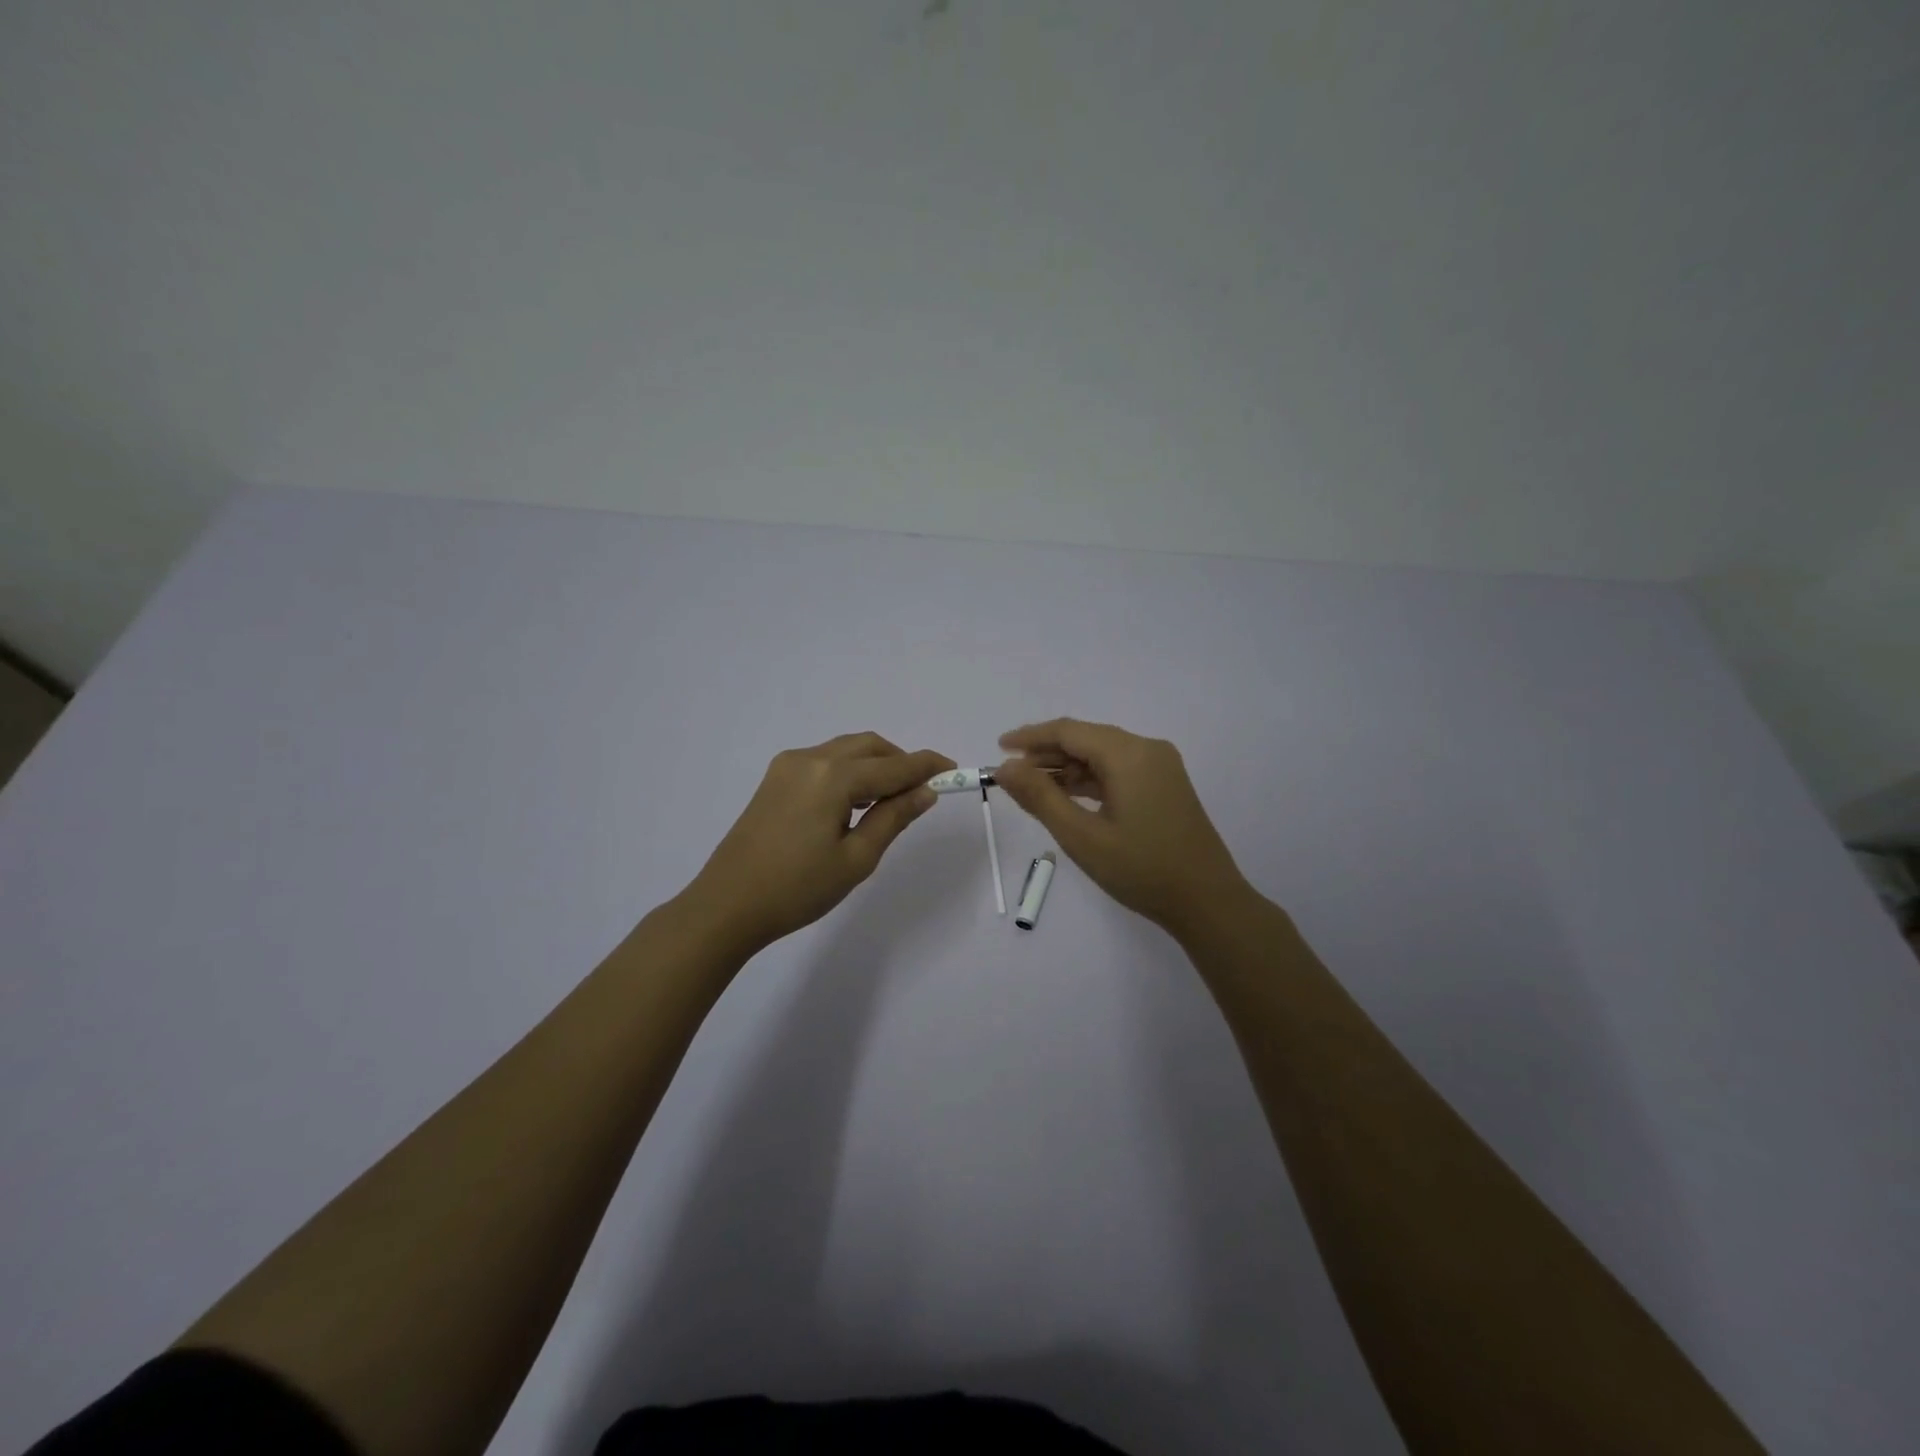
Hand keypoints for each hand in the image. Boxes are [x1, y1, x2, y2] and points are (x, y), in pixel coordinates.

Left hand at [681, 734, 953, 955]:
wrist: (727, 905)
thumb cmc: (797, 888)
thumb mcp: (856, 858)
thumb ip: (893, 817)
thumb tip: (925, 792)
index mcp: (833, 777)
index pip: (893, 765)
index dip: (926, 766)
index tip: (953, 768)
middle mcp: (810, 758)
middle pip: (869, 747)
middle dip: (900, 762)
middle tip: (921, 791)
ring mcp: (787, 765)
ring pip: (845, 751)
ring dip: (874, 765)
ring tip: (890, 800)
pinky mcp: (774, 778)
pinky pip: (824, 761)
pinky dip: (849, 771)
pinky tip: (855, 802)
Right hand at [995, 719, 1252, 940]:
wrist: (1207, 902)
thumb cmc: (1141, 869)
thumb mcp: (1081, 836)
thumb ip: (1040, 797)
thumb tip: (1005, 767)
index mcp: (1129, 754)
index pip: (1069, 731)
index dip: (1030, 737)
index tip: (998, 748)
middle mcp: (1147, 750)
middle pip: (1086, 739)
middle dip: (1047, 754)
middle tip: (1011, 776)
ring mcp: (1160, 767)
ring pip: (1102, 755)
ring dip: (1067, 768)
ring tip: (1033, 789)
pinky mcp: (1165, 786)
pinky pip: (1119, 770)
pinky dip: (1090, 780)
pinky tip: (1068, 797)